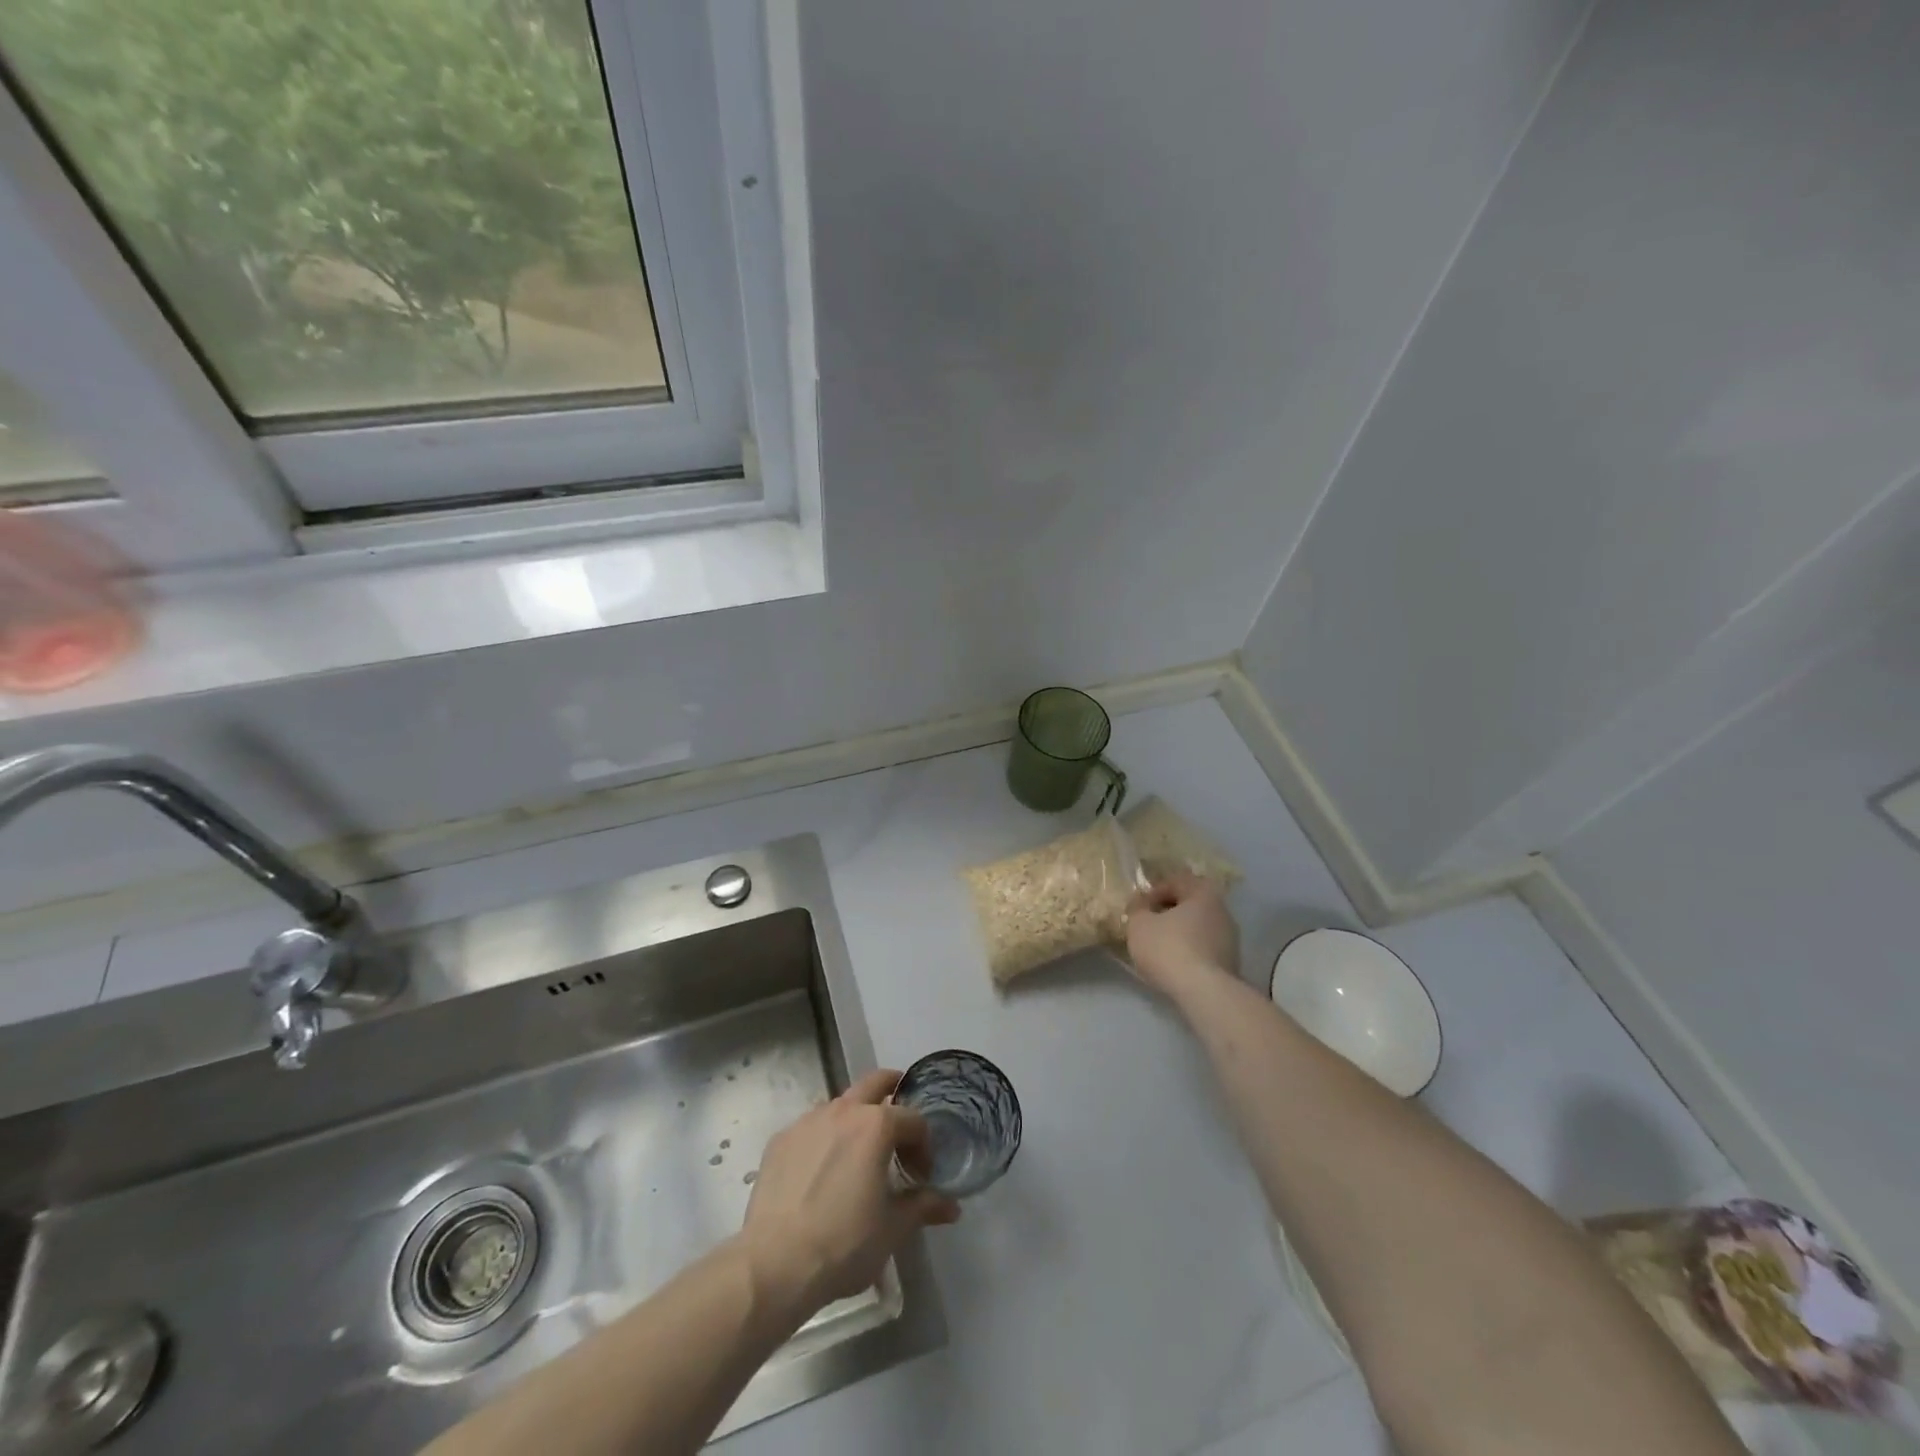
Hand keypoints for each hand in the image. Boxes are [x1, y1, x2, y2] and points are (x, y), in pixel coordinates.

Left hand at [738, 1069, 959, 1317]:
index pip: (913, 1120)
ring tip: (858, 1157)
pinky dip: (825, 1139)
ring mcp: (807, 1121)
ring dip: (856, 1119)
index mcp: (876, 1125)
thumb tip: (951, 1206)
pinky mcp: (781, 1139)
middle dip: (894, 1092)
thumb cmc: (844, 1243)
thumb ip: (923, 1207)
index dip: (924, 1146)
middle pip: (875, 1082)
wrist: (774, 1264)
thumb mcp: (893, 1229)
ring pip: (841, 1105)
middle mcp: (843, 1110)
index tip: (922, 1174)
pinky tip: (822, 1174)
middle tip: (900, 1125)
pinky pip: (812, 1128)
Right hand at [1126, 872, 1240, 994]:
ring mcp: (1230, 938)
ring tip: (1159, 949)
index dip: (1153, 892)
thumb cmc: (1168, 948)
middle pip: (1189, 905)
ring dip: (1179, 934)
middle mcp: (1222, 910)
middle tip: (1148, 926)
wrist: (1203, 992)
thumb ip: (1137, 908)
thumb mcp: (1139, 924)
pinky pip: (1204, 949)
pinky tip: (1175, 965)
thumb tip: (1141, 902)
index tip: (1139, 909)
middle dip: (1167, 913)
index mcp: (1203, 893)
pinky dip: (1189, 952)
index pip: (1176, 881)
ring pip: (1198, 928)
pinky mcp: (1231, 963)